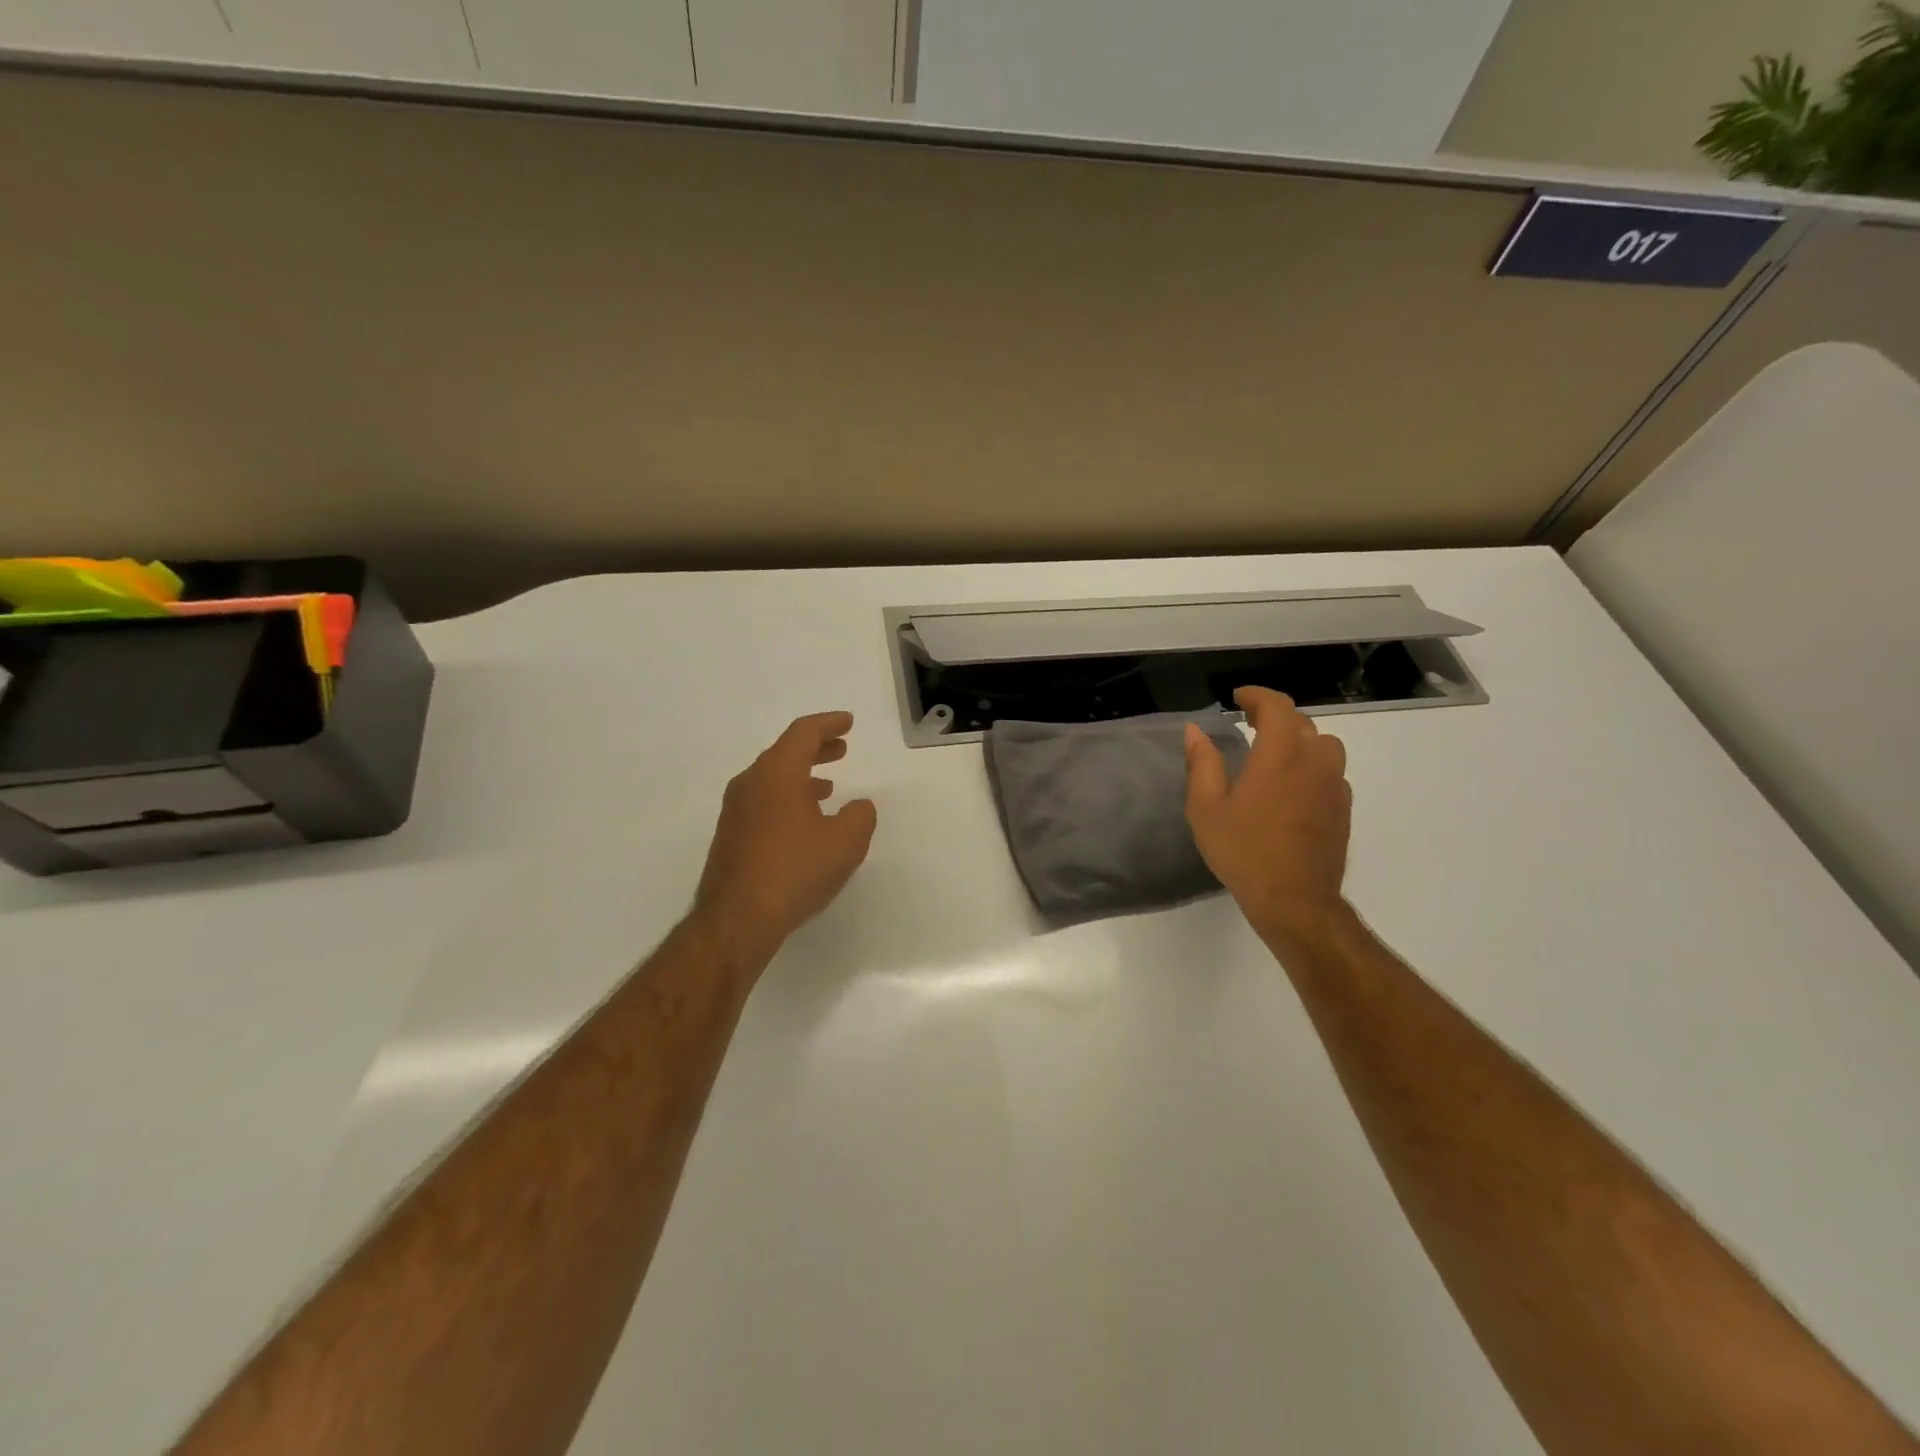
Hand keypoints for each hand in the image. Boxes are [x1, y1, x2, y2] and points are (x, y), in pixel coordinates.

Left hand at [691, 711, 877, 965]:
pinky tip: (804, 824)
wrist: (737, 919)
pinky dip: (787, 800)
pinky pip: (763, 804)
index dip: (828, 724)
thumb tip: (858, 806)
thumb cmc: (794, 870)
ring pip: (772, 780)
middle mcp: (750, 784)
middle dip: (816, 749)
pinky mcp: (730, 838)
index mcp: (777, 773)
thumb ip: (859, 816)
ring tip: (827, 787)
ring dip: (802, 777)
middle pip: (785, 753)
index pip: (803, 733)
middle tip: (841, 749)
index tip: (848, 722)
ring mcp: (735, 812)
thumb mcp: (845, 842)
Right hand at [1184, 686, 1352, 947]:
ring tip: (1274, 752)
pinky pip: (1330, 771)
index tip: (1237, 698)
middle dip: (1274, 716)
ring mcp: (1334, 785)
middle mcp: (1315, 761)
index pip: (1277, 706)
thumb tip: (1195, 731)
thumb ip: (1202, 763)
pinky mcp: (1342, 808)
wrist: (1294, 899)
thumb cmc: (1244, 850)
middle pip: (1301, 722)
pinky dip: (1311, 765)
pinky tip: (1292, 786)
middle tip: (1248, 723)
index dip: (1257, 696)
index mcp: (1280, 754)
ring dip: (1299, 739)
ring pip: (1323, 745)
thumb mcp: (1206, 807)